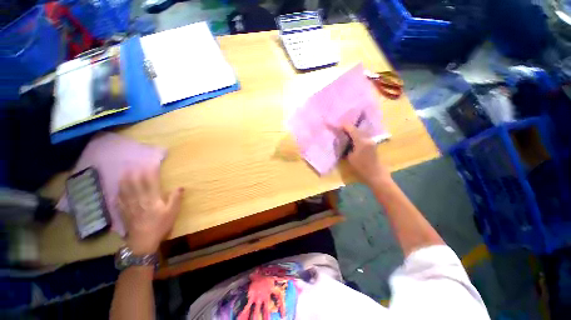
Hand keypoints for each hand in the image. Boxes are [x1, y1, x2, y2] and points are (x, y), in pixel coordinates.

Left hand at [118, 169, 183, 254]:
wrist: (143, 241)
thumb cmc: (160, 225)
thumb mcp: (172, 212)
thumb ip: (175, 198)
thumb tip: (180, 186)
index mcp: (152, 198)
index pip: (151, 181)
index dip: (151, 171)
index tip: (152, 163)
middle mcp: (139, 199)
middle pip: (135, 183)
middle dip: (135, 172)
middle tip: (133, 164)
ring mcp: (129, 205)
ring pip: (125, 190)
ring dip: (124, 180)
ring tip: (123, 173)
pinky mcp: (124, 212)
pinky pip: (119, 200)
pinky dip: (118, 194)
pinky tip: (117, 191)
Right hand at [343, 125, 390, 186]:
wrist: (376, 174)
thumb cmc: (361, 168)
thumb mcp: (350, 158)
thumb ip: (347, 148)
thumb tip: (344, 142)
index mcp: (361, 141)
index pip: (352, 130)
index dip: (345, 126)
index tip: (338, 124)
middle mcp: (367, 139)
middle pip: (357, 130)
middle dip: (349, 128)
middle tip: (341, 127)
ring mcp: (371, 141)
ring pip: (361, 133)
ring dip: (353, 131)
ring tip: (345, 131)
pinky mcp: (372, 145)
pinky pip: (363, 137)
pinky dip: (357, 136)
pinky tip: (352, 138)